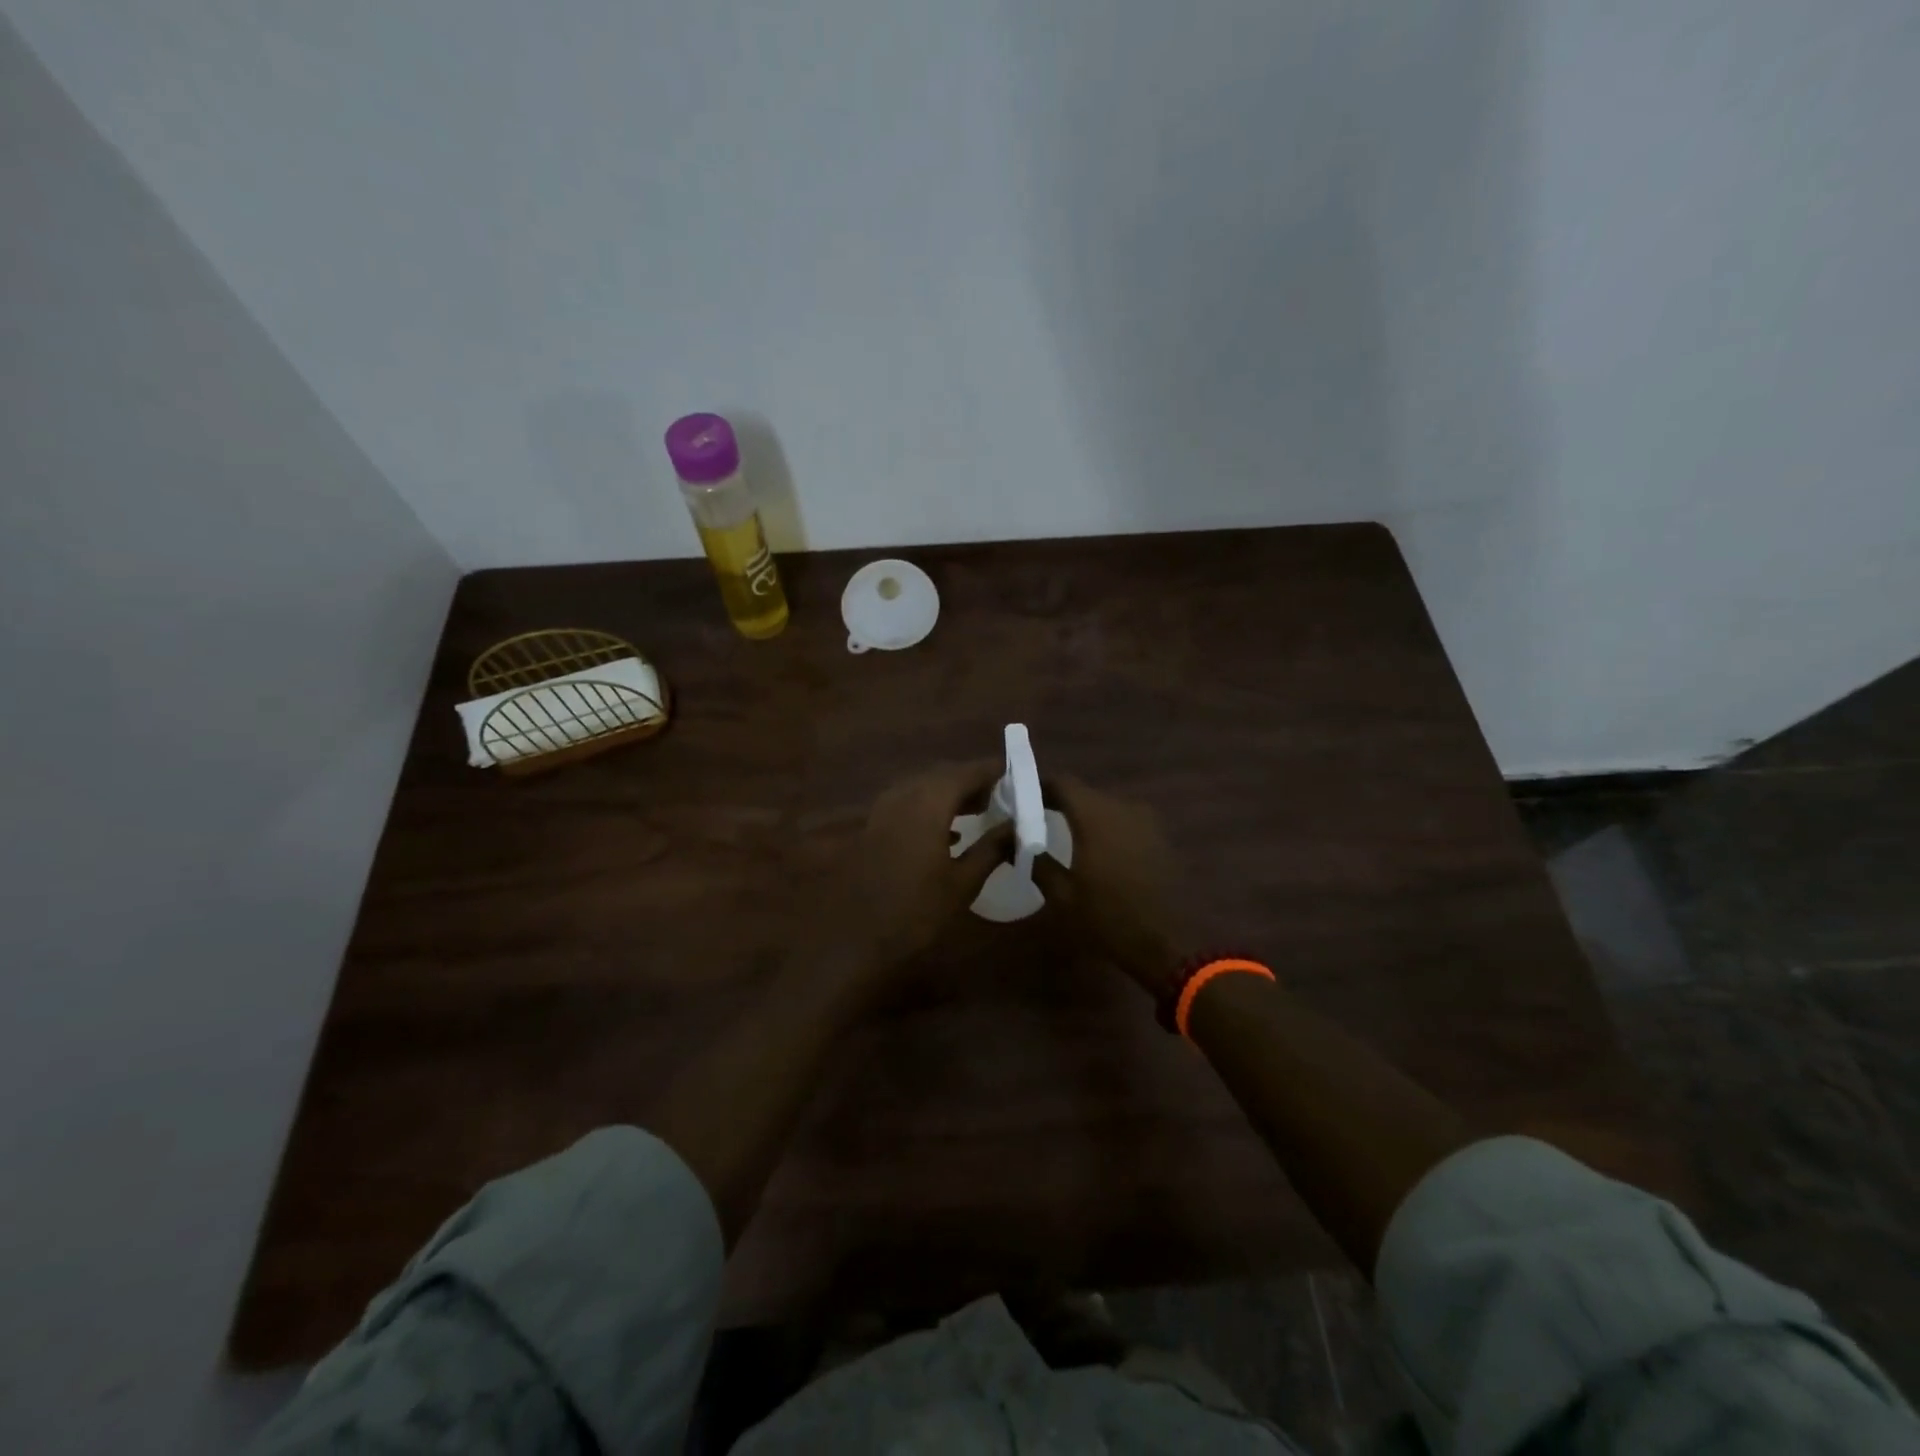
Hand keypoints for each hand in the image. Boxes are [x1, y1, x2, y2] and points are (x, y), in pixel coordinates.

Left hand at [818, 760, 1010, 971]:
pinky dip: (932, 808)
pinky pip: (908, 804)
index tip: (1018, 773)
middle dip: (973, 781)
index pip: (967, 772)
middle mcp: (903, 796)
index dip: (993, 770)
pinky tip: (949, 831)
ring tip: (981, 809)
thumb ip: (992, 848)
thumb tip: (1017, 827)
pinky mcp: (873, 828)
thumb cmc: (917, 912)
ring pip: (924, 788)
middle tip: (1002, 794)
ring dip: (952, 794)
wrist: (857, 941)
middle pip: (943, 775)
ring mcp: (883, 811)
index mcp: (928, 803)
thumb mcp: (963, 882)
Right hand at [1032, 777, 1195, 1000]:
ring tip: (1065, 834)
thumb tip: (1012, 841)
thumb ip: (1035, 861)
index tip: (1021, 797)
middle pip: (1085, 793)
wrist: (1168, 944)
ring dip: (1085, 815)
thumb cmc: (1108, 919)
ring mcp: (1146, 821)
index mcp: (1095, 816)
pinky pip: (1125, 821)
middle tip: (1038, 818)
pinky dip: (1107, 828)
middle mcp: (1122, 808)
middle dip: (1061, 801)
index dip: (1040, 786)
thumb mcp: (1062, 895)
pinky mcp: (1160, 837)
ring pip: (1106, 807)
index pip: (1062, 783)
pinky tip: (1097, 850)